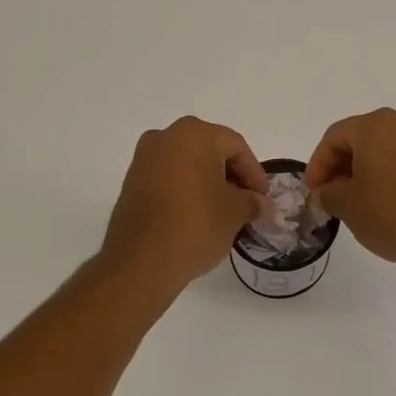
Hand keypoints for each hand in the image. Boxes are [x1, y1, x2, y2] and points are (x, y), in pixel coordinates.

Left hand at [101, 117, 268, 292]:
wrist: (140, 262)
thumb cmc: (196, 225)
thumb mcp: (235, 212)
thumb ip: (252, 202)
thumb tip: (261, 204)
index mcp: (193, 134)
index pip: (236, 146)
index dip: (255, 173)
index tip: (263, 199)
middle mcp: (165, 137)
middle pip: (210, 151)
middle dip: (232, 176)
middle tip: (247, 203)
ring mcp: (144, 159)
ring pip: (188, 164)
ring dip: (209, 183)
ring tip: (225, 212)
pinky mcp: (131, 182)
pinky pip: (168, 178)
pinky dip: (187, 190)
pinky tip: (198, 215)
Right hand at [305, 108, 395, 268]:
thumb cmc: (389, 211)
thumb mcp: (346, 204)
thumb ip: (328, 193)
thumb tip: (326, 193)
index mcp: (375, 125)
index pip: (334, 137)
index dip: (317, 164)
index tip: (313, 192)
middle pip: (359, 140)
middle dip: (339, 167)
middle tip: (329, 195)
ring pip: (381, 151)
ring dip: (362, 172)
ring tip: (352, 202)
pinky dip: (384, 177)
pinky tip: (379, 203)